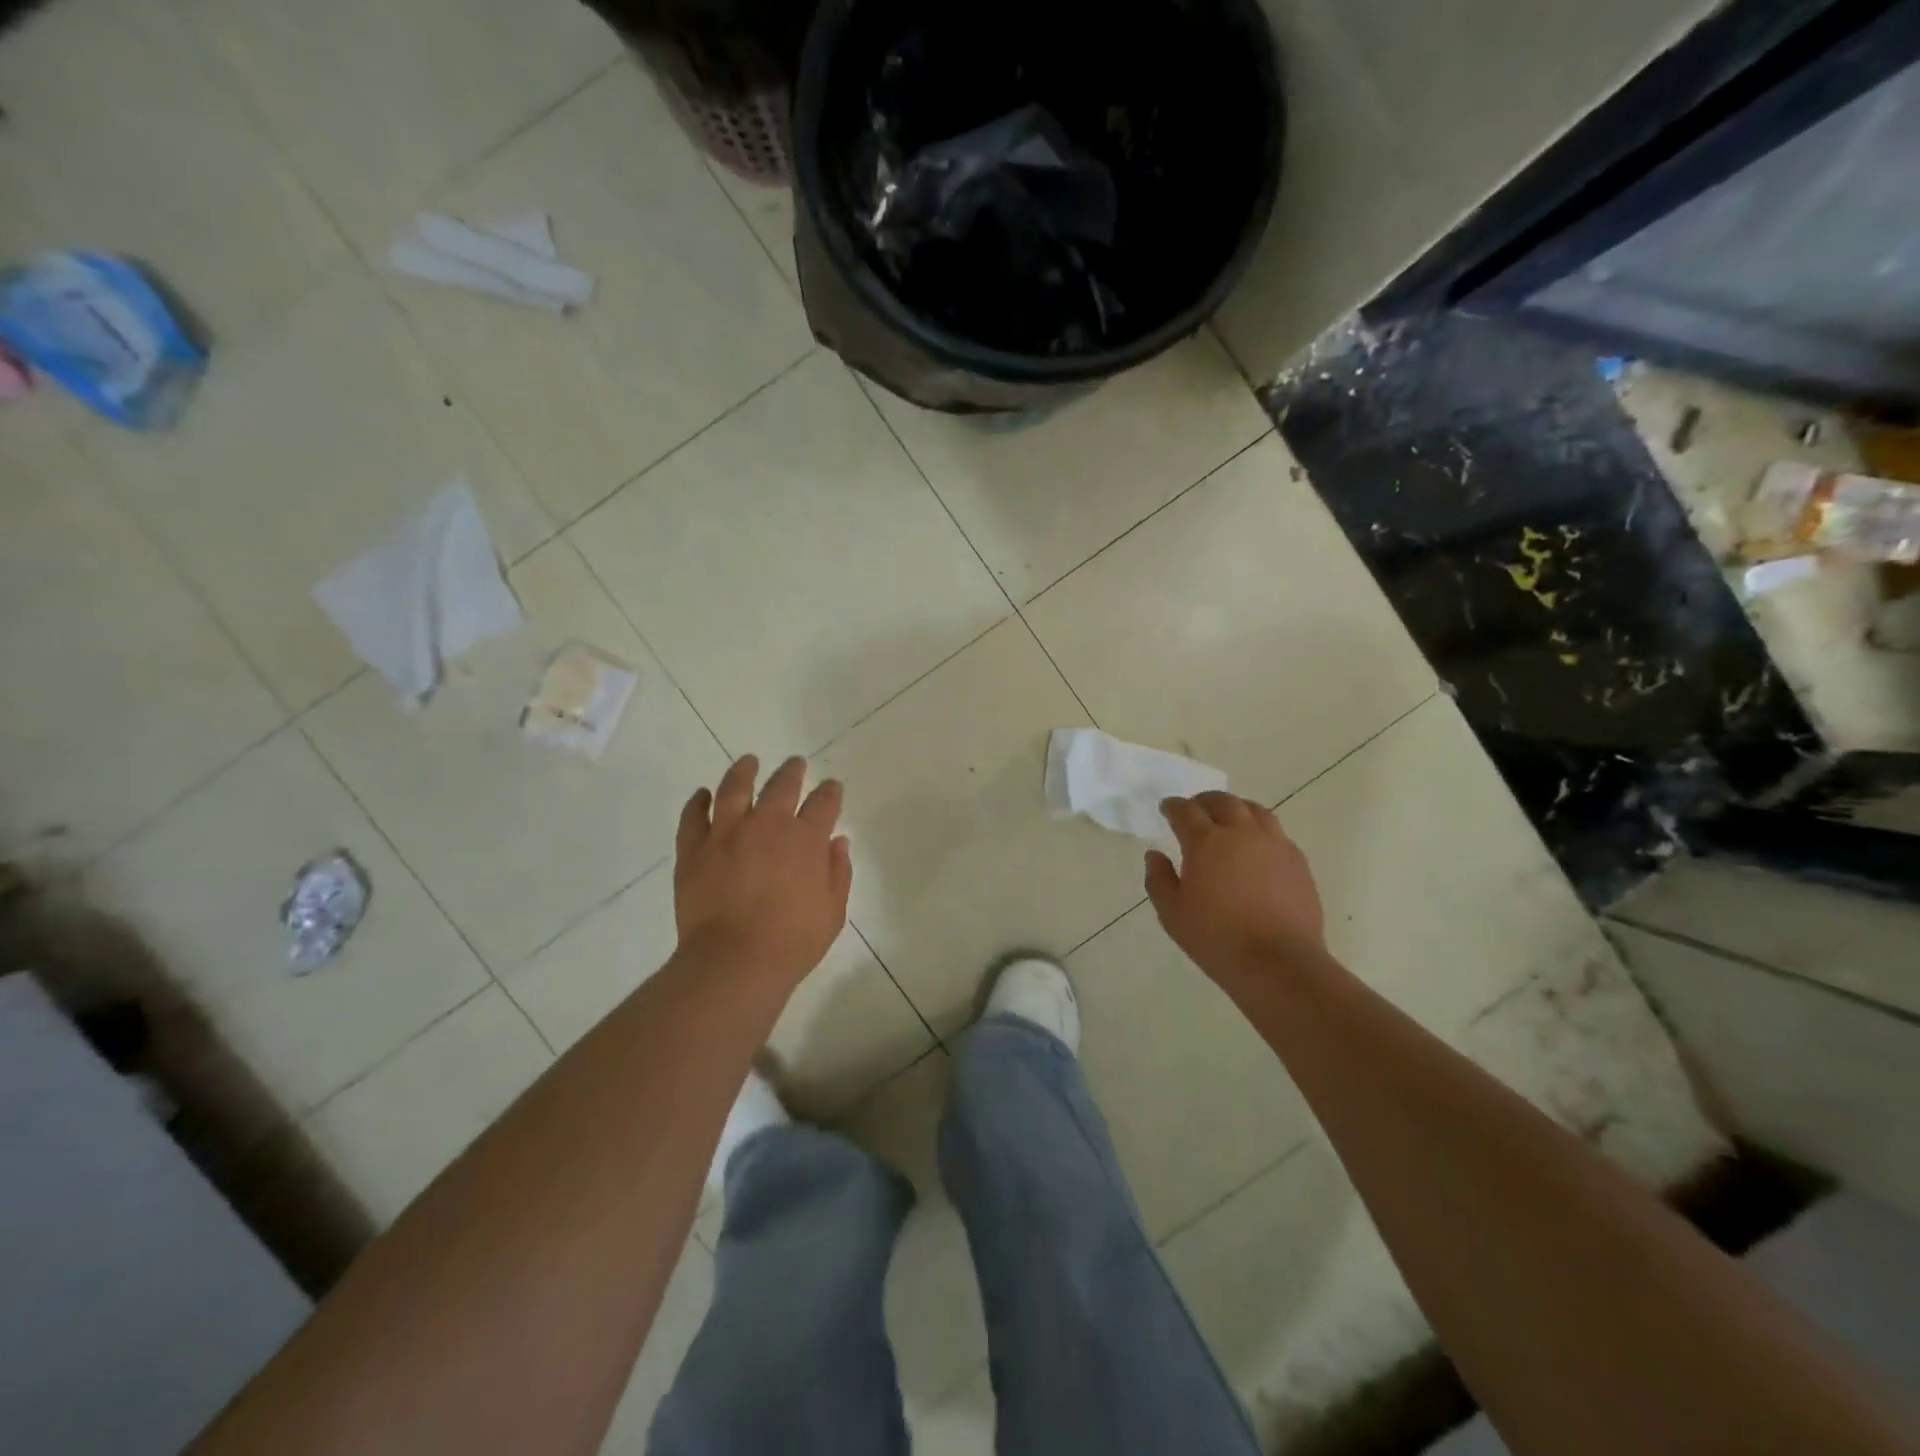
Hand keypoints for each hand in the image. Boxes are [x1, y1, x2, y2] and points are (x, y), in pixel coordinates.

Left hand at [674, 755, 852, 988]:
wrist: (733, 962)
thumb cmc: (792, 942)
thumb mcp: (833, 912)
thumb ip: (838, 873)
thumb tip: (838, 842)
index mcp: (806, 839)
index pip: (824, 802)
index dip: (830, 792)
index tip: (832, 787)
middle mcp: (767, 825)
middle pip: (782, 785)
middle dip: (792, 771)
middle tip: (796, 764)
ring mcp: (726, 833)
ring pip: (734, 789)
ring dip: (743, 771)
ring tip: (748, 761)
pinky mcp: (694, 849)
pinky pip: (693, 817)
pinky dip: (698, 802)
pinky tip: (702, 795)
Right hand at [1144, 792, 1324, 986]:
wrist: (1279, 963)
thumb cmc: (1217, 939)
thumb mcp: (1172, 913)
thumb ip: (1158, 879)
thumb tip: (1155, 855)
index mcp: (1206, 842)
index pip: (1186, 811)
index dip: (1173, 807)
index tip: (1166, 809)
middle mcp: (1242, 833)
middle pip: (1223, 802)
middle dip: (1204, 801)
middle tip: (1195, 810)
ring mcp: (1275, 845)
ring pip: (1255, 811)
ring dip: (1236, 809)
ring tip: (1228, 821)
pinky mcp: (1298, 862)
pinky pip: (1276, 833)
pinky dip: (1260, 830)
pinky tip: (1256, 848)